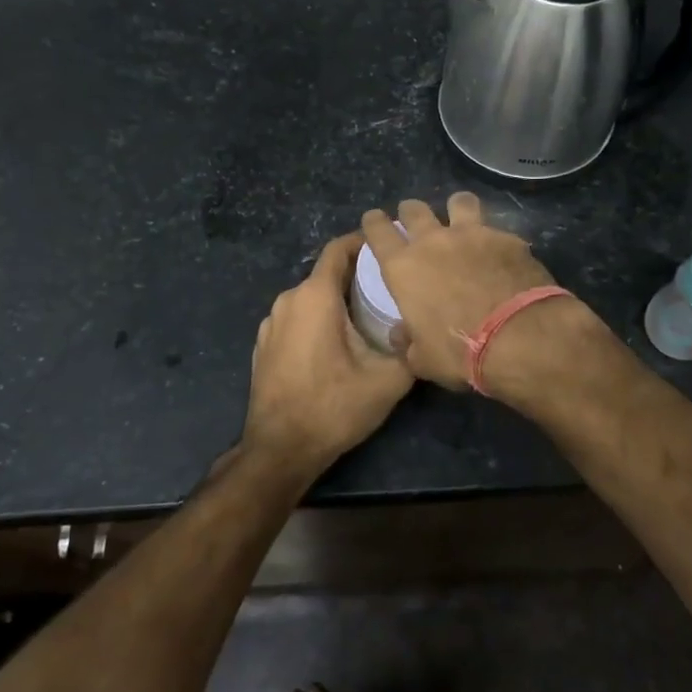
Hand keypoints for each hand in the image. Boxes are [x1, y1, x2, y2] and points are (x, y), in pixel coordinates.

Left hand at [242, 232, 413, 475]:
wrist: (280, 449)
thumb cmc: (333, 407)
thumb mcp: (388, 380)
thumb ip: (411, 349)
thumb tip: (427, 333)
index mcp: (315, 296)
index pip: (339, 249)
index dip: (364, 242)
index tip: (390, 248)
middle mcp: (288, 300)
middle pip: (327, 274)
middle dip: (357, 277)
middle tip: (390, 289)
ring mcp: (271, 323)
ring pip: (311, 298)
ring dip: (337, 301)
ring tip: (369, 317)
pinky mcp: (264, 345)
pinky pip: (296, 318)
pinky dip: (317, 320)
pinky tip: (337, 344)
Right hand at [360, 193, 569, 391]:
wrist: (520, 337)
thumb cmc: (460, 351)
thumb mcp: (423, 360)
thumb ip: (406, 342)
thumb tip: (401, 334)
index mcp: (404, 267)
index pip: (378, 231)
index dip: (374, 222)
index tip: (374, 219)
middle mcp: (434, 241)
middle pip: (415, 209)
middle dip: (411, 212)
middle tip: (415, 221)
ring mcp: (473, 234)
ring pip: (459, 201)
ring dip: (456, 208)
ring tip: (461, 219)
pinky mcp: (507, 238)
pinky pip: (496, 229)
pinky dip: (495, 239)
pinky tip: (503, 254)